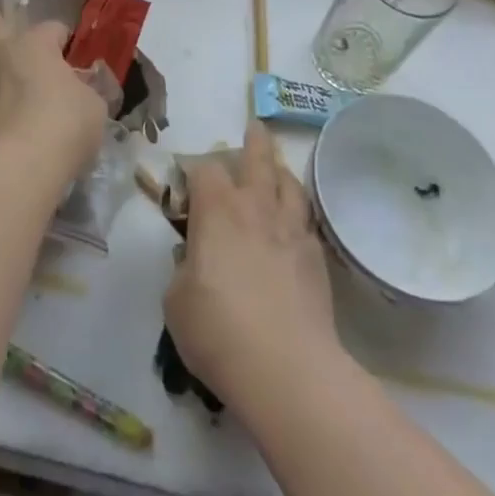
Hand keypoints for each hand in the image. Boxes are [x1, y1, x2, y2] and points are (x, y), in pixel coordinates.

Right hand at [163, 121, 343, 407]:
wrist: (286, 368)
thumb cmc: (218, 329)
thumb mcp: (177, 300)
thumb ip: (184, 269)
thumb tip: (195, 260)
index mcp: (217, 210)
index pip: (205, 169)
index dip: (196, 170)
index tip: (189, 183)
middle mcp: (256, 207)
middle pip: (258, 158)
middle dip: (254, 141)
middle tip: (254, 127)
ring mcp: (291, 230)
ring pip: (290, 183)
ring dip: (281, 171)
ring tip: (278, 168)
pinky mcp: (317, 257)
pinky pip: (307, 220)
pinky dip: (298, 212)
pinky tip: (295, 222)